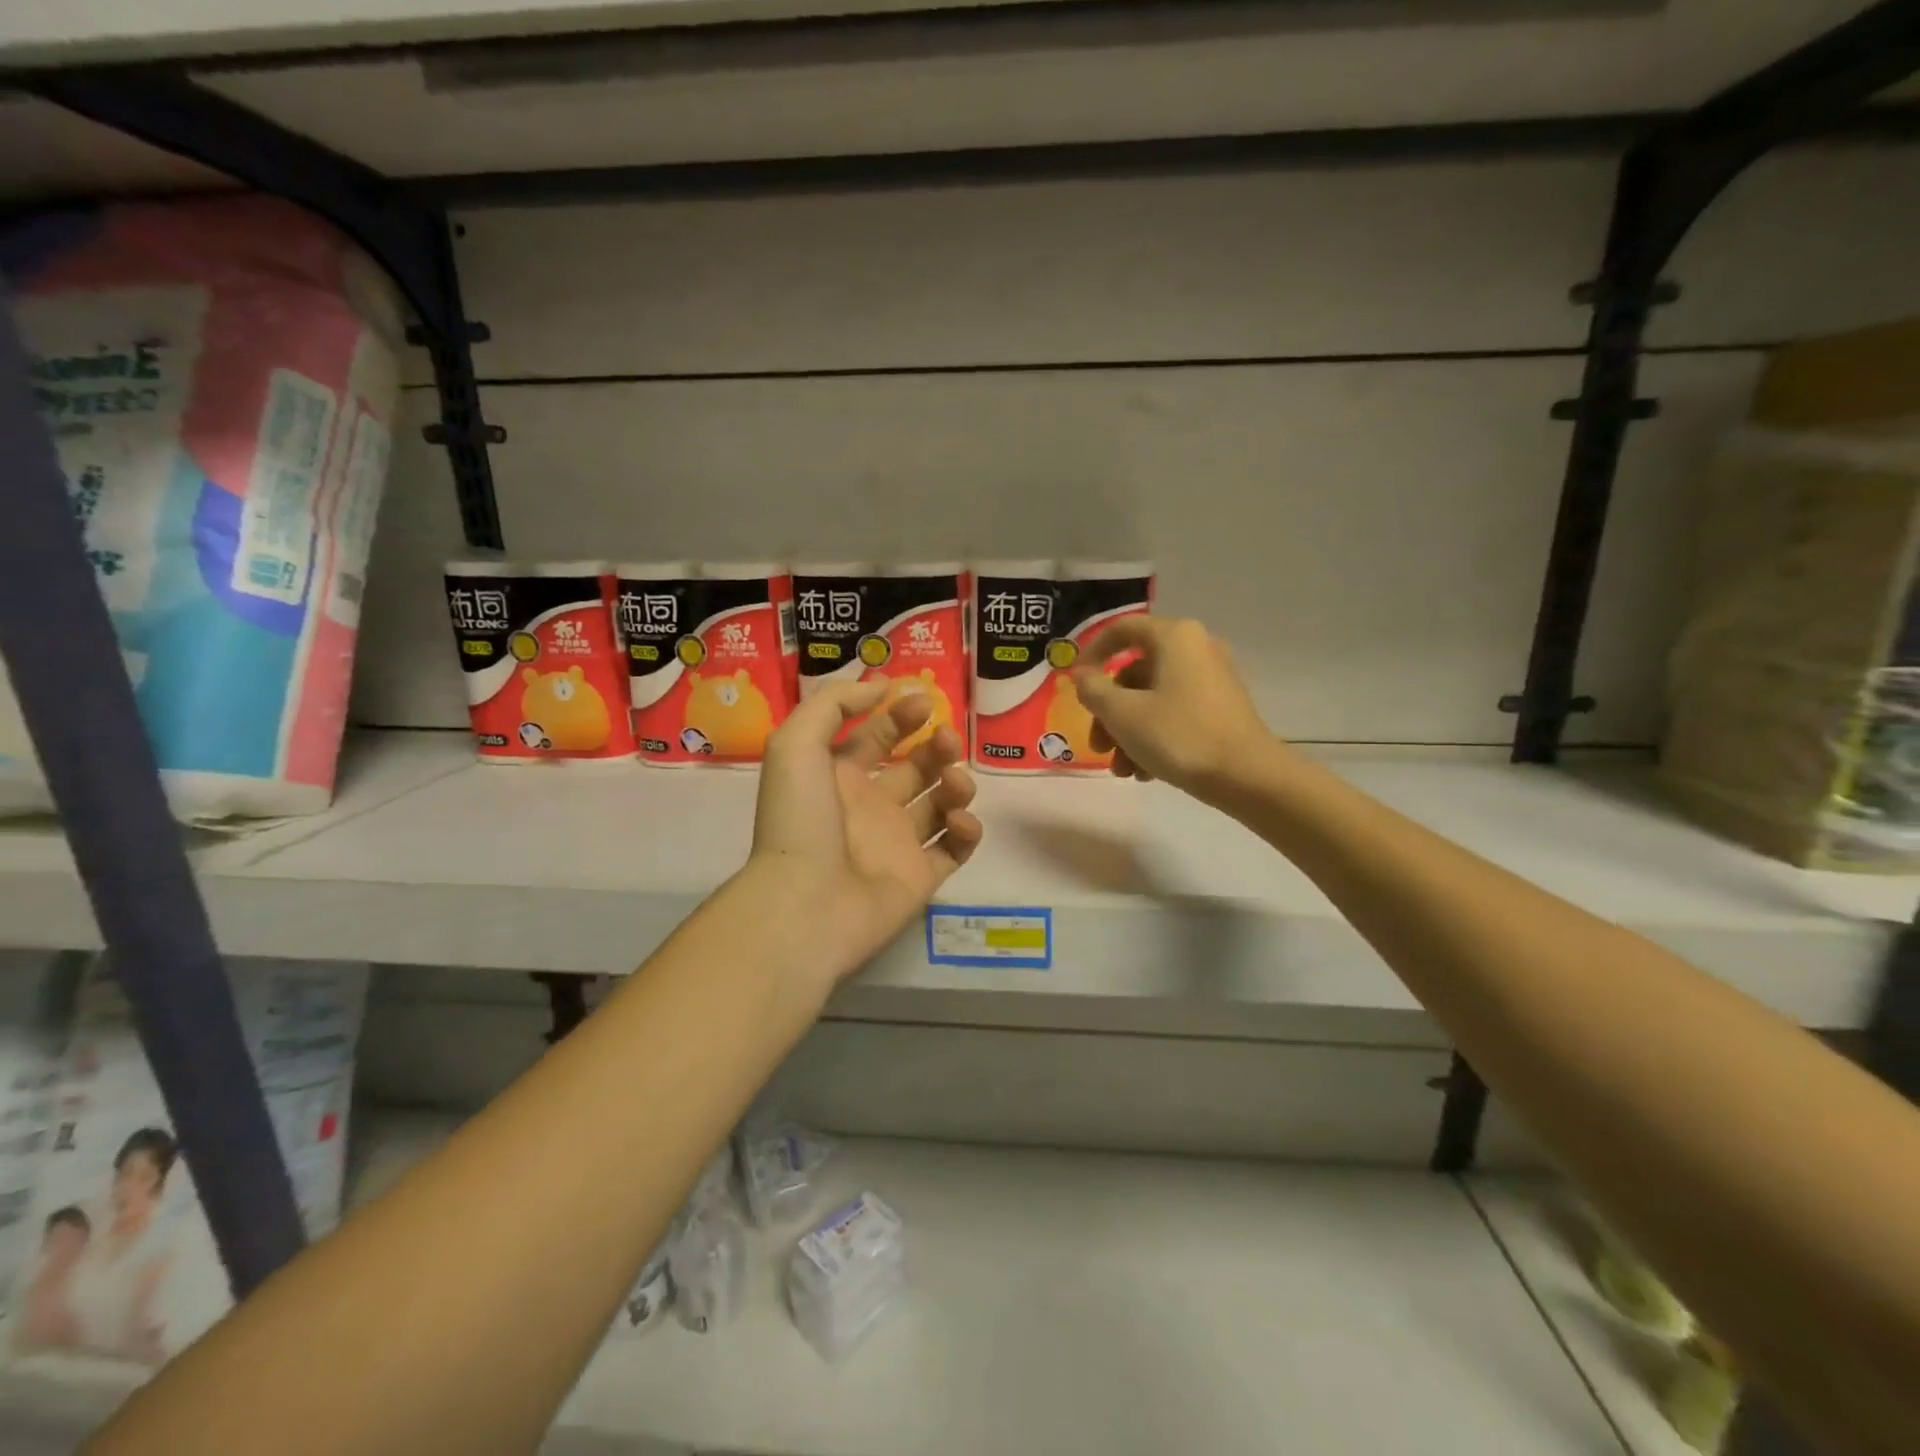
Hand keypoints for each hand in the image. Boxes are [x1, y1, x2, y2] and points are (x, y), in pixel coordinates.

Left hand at [750, 681, 982, 978]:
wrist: (805, 905)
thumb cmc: (799, 820)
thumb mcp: (796, 744)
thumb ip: (834, 703)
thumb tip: (881, 686)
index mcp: (840, 776)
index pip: (877, 736)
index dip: (901, 715)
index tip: (925, 701)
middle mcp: (871, 806)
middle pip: (917, 767)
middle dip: (937, 746)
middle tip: (947, 739)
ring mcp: (898, 843)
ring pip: (941, 804)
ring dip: (957, 784)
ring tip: (955, 784)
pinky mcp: (921, 877)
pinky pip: (955, 848)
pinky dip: (967, 830)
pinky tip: (959, 820)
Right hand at [1071, 616, 1280, 801]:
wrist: (1247, 776)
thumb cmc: (1179, 736)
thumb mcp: (1123, 714)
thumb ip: (1094, 690)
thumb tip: (1083, 676)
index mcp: (1174, 637)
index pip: (1121, 630)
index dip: (1091, 653)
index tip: (1073, 683)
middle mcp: (1196, 649)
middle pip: (1134, 673)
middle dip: (1109, 713)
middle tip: (1098, 746)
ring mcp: (1212, 679)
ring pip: (1152, 698)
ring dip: (1128, 733)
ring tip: (1123, 770)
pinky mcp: (1221, 708)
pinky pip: (1175, 713)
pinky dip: (1154, 736)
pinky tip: (1146, 772)